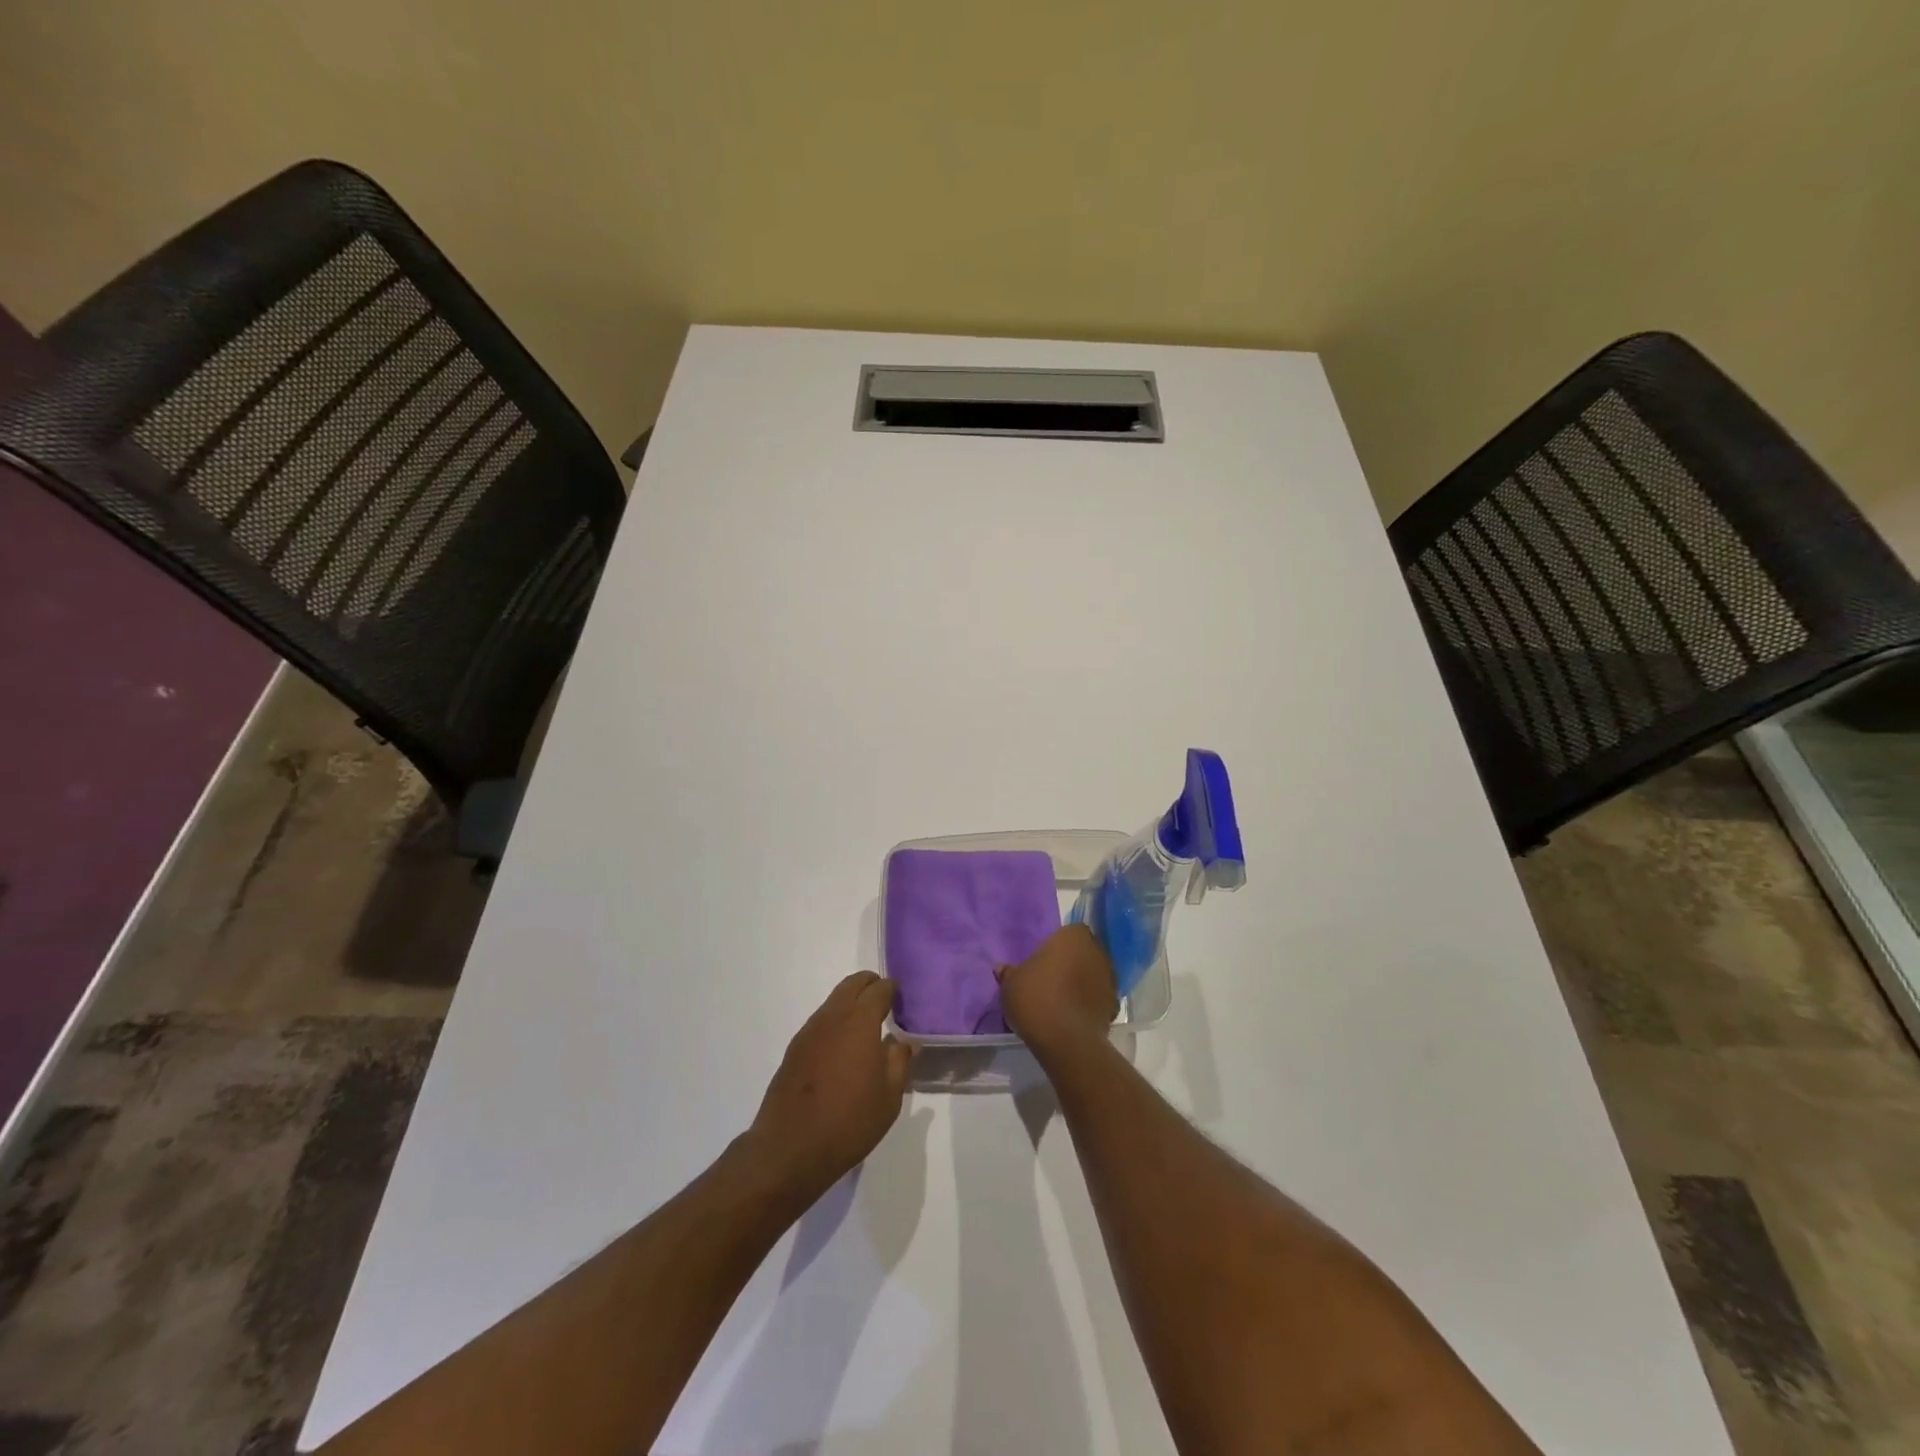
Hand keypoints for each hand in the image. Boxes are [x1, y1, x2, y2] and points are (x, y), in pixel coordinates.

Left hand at [747, 972, 911, 1200]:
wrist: (790, 1149)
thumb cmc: (849, 1122)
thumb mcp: (889, 1097)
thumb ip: (899, 1061)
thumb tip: (904, 1041)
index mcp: (860, 1022)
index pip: (879, 989)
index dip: (892, 989)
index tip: (902, 1000)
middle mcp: (832, 1017)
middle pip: (852, 984)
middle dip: (870, 985)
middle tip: (885, 1003)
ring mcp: (809, 1031)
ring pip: (834, 1001)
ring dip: (851, 1003)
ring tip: (865, 1027)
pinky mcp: (794, 1049)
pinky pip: (820, 1021)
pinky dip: (835, 1021)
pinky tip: (841, 1048)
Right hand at [995, 925, 1117, 1058]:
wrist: (1065, 1040)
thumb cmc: (1035, 998)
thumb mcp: (1011, 984)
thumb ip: (1009, 973)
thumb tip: (1001, 968)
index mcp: (1072, 937)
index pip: (1070, 932)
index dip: (1059, 945)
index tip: (1046, 959)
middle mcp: (1096, 951)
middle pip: (1085, 951)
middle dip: (1073, 962)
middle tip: (1053, 978)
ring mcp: (1109, 979)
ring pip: (1094, 974)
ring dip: (1083, 982)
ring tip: (1062, 1000)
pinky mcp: (1114, 1006)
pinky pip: (1099, 998)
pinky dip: (1090, 1004)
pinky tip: (1073, 1016)